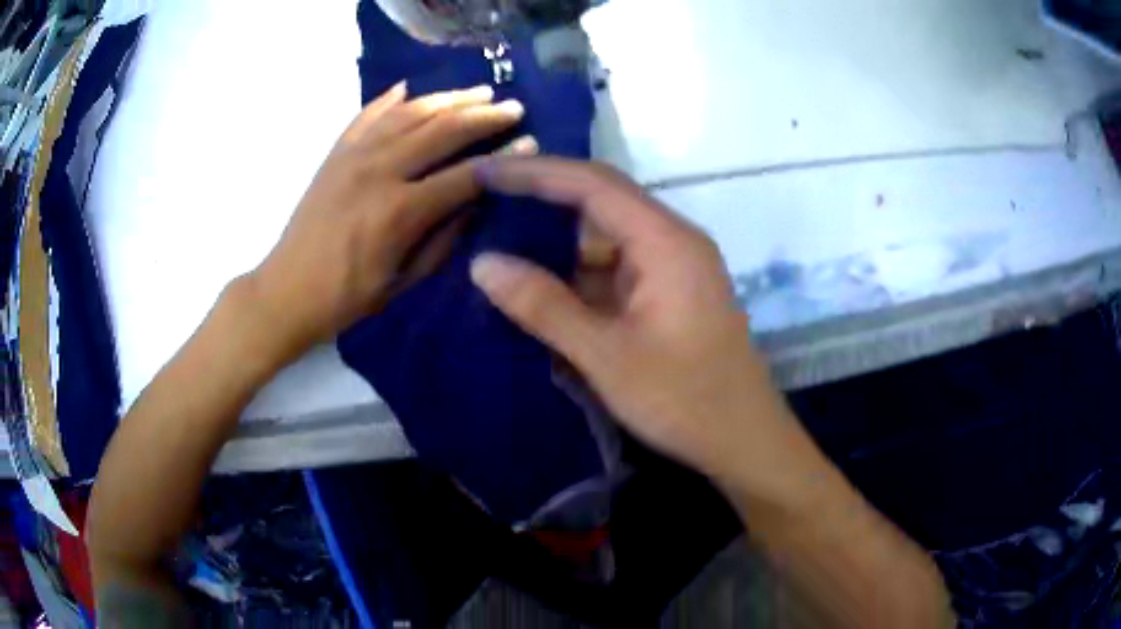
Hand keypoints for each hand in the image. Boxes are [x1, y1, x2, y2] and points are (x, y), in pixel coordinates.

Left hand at [246, 82, 536, 363]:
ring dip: (448, 98)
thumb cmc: (348, 297)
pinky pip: (367, 115)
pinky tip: (410, 88)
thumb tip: (478, 199)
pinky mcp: (335, 153)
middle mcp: (379, 172)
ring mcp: (353, 156)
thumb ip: (445, 237)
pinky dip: (390, 99)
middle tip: (513, 107)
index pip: (465, 174)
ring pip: (409, 113)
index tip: (531, 143)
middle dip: (483, 116)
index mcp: (400, 211)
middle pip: (442, 130)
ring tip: (478, 91)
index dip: (503, 159)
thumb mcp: (405, 281)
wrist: (286, 291)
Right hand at [470, 157, 795, 485]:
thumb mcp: (606, 356)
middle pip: (601, 201)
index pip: (591, 183)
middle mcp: (673, 240)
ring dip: (560, 243)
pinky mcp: (672, 291)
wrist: (744, 440)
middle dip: (543, 200)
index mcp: (665, 241)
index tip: (485, 171)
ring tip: (504, 246)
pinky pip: (618, 267)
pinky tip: (545, 286)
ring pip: (607, 236)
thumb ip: (543, 306)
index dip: (533, 172)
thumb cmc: (683, 400)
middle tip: (485, 204)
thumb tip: (482, 263)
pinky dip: (580, 274)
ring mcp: (675, 266)